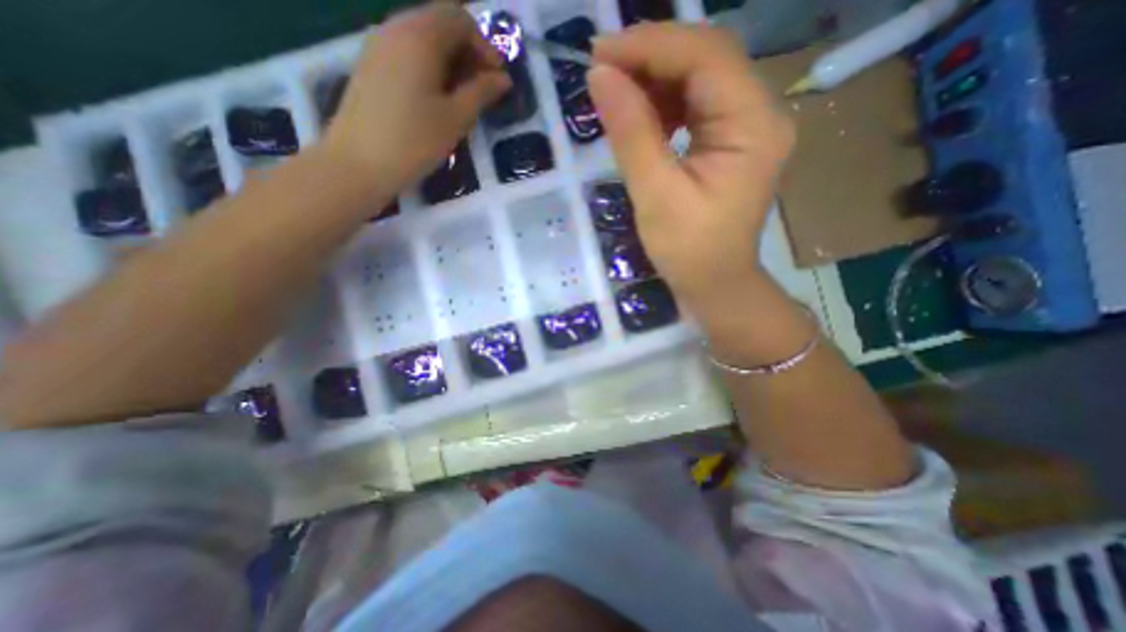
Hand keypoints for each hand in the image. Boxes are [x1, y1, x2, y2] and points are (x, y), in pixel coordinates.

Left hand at [318, 4, 509, 194]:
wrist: (358, 162)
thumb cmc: (414, 141)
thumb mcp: (456, 118)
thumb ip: (482, 93)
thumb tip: (503, 79)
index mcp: (420, 36)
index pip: (460, 19)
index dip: (484, 46)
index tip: (496, 80)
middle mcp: (396, 28)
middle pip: (440, 23)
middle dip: (468, 52)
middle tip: (482, 90)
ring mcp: (379, 45)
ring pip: (423, 39)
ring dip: (449, 62)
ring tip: (461, 98)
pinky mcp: (371, 65)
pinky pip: (407, 53)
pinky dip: (429, 67)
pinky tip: (436, 99)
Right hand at [585, 24, 794, 321]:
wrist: (715, 284)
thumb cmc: (688, 251)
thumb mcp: (655, 195)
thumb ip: (631, 133)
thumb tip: (601, 77)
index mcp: (753, 127)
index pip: (706, 56)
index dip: (650, 45)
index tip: (599, 55)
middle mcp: (760, 114)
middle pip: (707, 59)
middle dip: (650, 58)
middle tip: (602, 73)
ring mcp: (748, 127)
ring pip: (700, 79)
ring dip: (655, 81)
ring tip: (617, 98)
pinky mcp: (732, 141)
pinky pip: (698, 105)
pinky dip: (665, 104)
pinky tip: (641, 119)